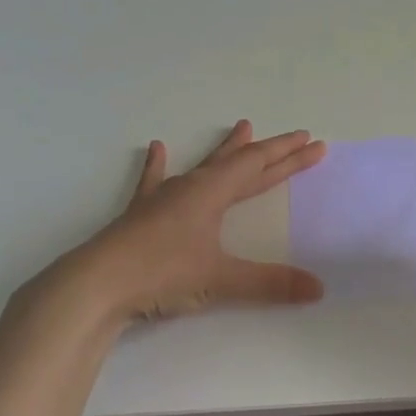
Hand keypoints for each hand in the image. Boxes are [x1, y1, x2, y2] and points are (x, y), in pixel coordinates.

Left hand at [48, 120, 326, 322]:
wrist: (97, 284)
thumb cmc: (161, 273)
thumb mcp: (220, 279)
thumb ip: (270, 283)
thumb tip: (318, 288)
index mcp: (212, 193)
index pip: (258, 167)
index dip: (288, 156)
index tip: (312, 143)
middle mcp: (190, 187)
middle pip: (239, 163)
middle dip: (272, 153)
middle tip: (297, 138)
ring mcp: (163, 198)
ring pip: (203, 166)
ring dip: (226, 150)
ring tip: (242, 127)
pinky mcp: (141, 214)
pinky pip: (154, 181)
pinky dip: (157, 166)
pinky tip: (156, 148)